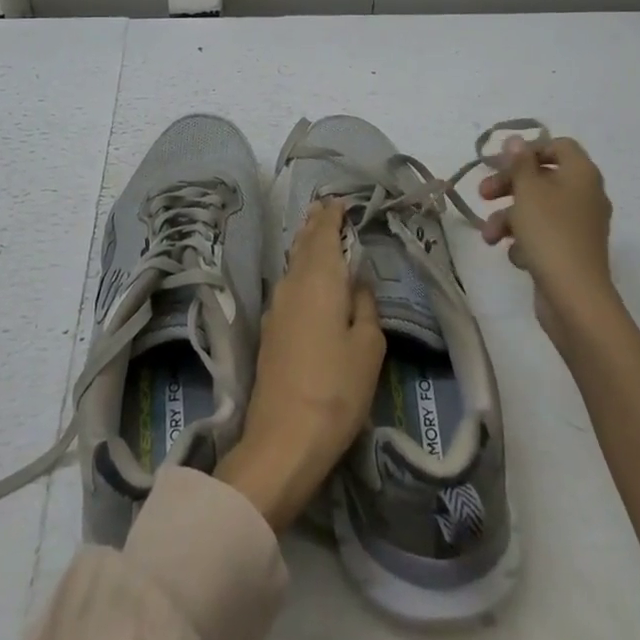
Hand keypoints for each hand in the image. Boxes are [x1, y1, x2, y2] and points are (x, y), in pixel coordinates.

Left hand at [216, 202, 384, 530]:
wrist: (284, 438)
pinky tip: (308, 279)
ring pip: (294, 264)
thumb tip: (359, 283)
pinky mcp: (270, 330)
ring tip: (319, 235)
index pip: (324, 233)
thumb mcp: (368, 347)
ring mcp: (277, 306)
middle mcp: (293, 283)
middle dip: (316, 225)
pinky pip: (289, 284)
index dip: (331, 215)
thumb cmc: (336, 388)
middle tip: (327, 208)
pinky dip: (301, 270)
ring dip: (307, 246)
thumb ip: (366, 307)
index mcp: (320, 278)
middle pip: (304, 244)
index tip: (340, 201)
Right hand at [478, 135, 614, 352]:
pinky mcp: (571, 251)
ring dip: (509, 217)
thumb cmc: (550, 233)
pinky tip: (515, 256)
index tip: (503, 162)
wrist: (575, 297)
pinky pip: (544, 235)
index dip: (530, 149)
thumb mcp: (527, 190)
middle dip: (509, 185)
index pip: (559, 146)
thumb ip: (519, 162)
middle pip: (542, 177)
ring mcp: (580, 226)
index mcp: (582, 174)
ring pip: (538, 209)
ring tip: (488, 235)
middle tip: (483, 194)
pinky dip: (525, 241)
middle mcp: (585, 195)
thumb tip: (516, 140)